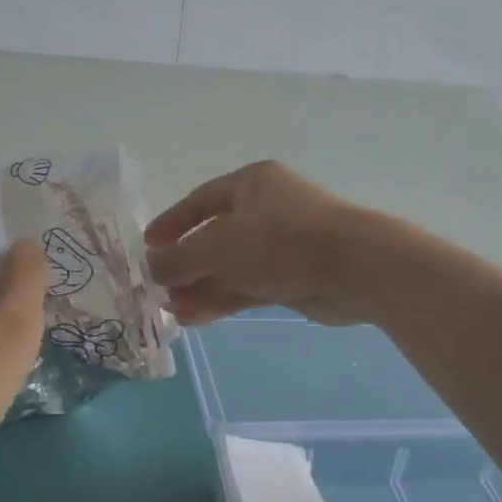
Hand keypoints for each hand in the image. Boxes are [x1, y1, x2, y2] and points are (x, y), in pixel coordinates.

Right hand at [145, 161, 371, 325]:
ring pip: (232, 265)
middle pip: (216, 236)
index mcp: (251, 183)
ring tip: (171, 311)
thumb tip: (152, 267)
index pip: (201, 200)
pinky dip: (224, 299)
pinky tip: (196, 318)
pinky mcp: (294, 276)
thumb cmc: (279, 240)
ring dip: (202, 287)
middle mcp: (266, 209)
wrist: (353, 266)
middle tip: (158, 288)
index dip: (173, 222)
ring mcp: (282, 244)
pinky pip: (249, 285)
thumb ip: (180, 258)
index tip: (147, 245)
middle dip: (187, 264)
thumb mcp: (218, 246)